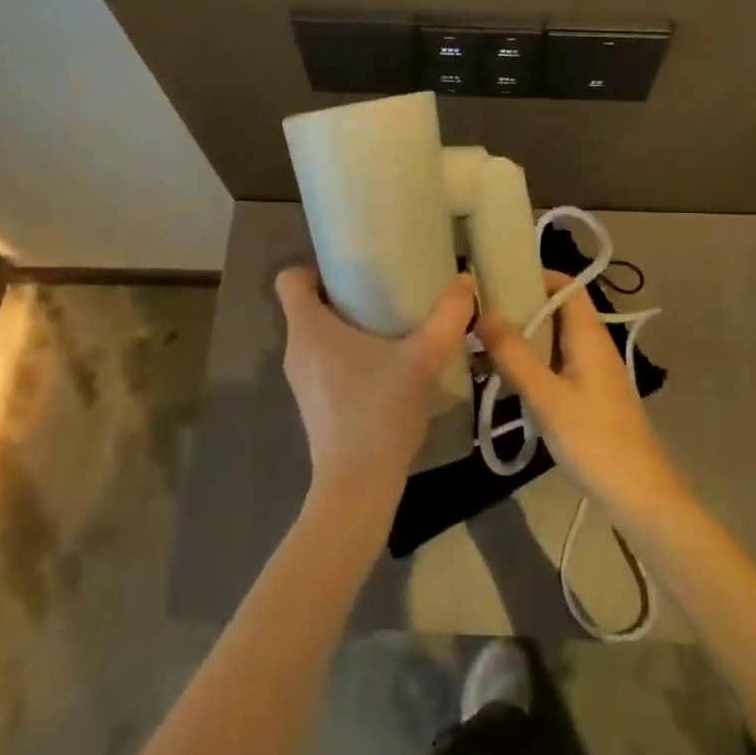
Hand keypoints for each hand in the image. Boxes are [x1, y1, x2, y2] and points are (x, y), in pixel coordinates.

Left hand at [275, 267, 475, 517]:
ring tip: (390, 324)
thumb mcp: (421, 360)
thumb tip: (466, 280)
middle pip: (307, 304)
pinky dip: (348, 352)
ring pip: (317, 334)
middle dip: (343, 292)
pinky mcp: (314, 402)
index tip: (354, 270)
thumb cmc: (378, 413)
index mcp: (309, 329)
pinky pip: (324, 360)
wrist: (357, 486)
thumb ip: (446, 318)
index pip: (290, 280)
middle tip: (384, 290)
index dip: (316, 268)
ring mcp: (302, 379)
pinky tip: (386, 363)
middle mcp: (296, 350)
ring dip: (348, 324)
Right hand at [478, 271, 687, 523]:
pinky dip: (530, 363)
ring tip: (481, 342)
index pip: (565, 286)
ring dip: (522, 338)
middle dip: (519, 306)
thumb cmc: (595, 440)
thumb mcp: (548, 397)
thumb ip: (515, 355)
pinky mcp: (587, 397)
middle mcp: (593, 346)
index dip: (534, 275)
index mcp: (589, 336)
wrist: (639, 495)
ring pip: (553, 340)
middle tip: (477, 312)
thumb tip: (482, 313)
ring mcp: (591, 372)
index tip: (495, 278)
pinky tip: (503, 378)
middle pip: (556, 310)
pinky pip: (555, 365)